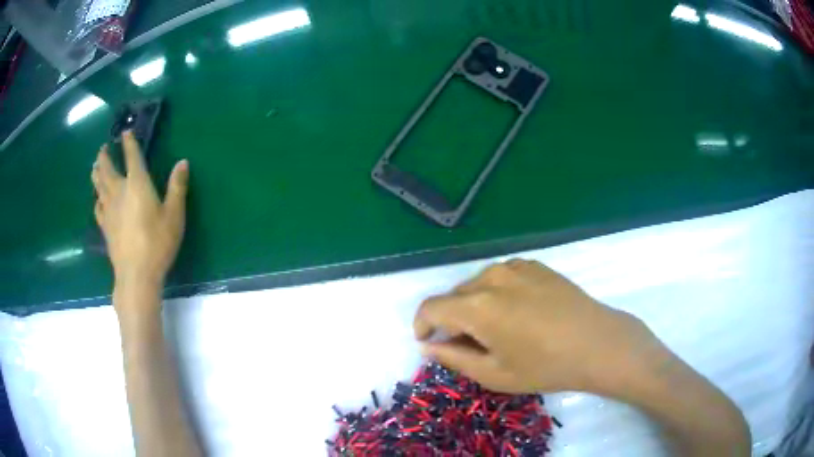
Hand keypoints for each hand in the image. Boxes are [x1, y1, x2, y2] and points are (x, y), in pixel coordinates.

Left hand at [91, 131, 188, 309]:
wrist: (136, 275)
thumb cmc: (157, 243)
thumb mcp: (174, 215)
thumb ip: (177, 187)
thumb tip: (183, 162)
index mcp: (137, 184)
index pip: (132, 156)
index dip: (128, 143)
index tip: (125, 132)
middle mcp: (119, 192)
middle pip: (108, 169)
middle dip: (105, 157)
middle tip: (102, 148)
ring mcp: (109, 210)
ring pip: (99, 186)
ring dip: (97, 174)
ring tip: (95, 167)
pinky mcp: (105, 227)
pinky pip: (97, 208)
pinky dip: (97, 200)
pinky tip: (97, 200)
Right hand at [414, 259, 656, 393]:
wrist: (597, 343)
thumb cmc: (545, 366)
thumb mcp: (494, 373)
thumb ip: (453, 357)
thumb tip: (428, 345)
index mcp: (477, 306)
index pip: (431, 307)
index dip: (422, 325)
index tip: (428, 342)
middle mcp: (491, 278)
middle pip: (454, 296)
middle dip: (452, 319)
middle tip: (470, 345)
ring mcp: (515, 267)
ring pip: (477, 285)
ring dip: (475, 306)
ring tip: (497, 330)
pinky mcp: (534, 265)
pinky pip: (501, 277)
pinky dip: (497, 294)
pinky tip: (518, 312)